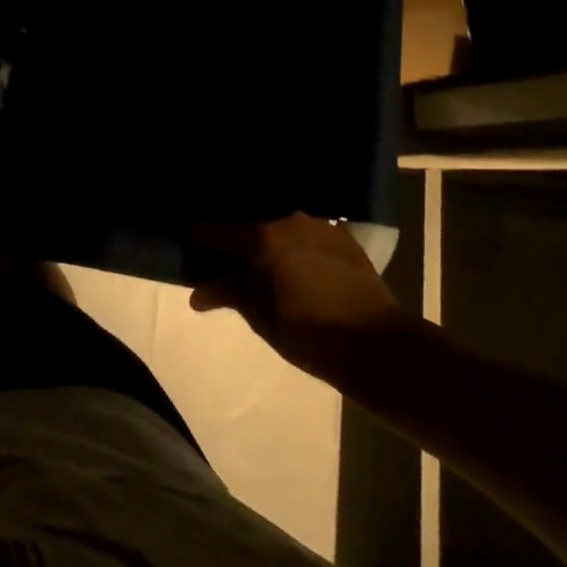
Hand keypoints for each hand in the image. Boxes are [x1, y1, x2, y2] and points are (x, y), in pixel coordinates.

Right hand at [187, 213, 418, 385]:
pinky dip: (293, 242)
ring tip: (259, 257)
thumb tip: (196, 292)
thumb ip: (227, 293)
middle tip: (222, 253)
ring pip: (278, 224)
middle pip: (247, 222)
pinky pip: (305, 232)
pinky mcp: (342, 236)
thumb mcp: (260, 317)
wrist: (381, 346)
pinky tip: (294, 260)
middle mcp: (286, 219)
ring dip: (265, 237)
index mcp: (260, 237)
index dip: (196, 235)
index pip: (214, 229)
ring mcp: (317, 224)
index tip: (184, 239)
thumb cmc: (311, 334)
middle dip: (232, 236)